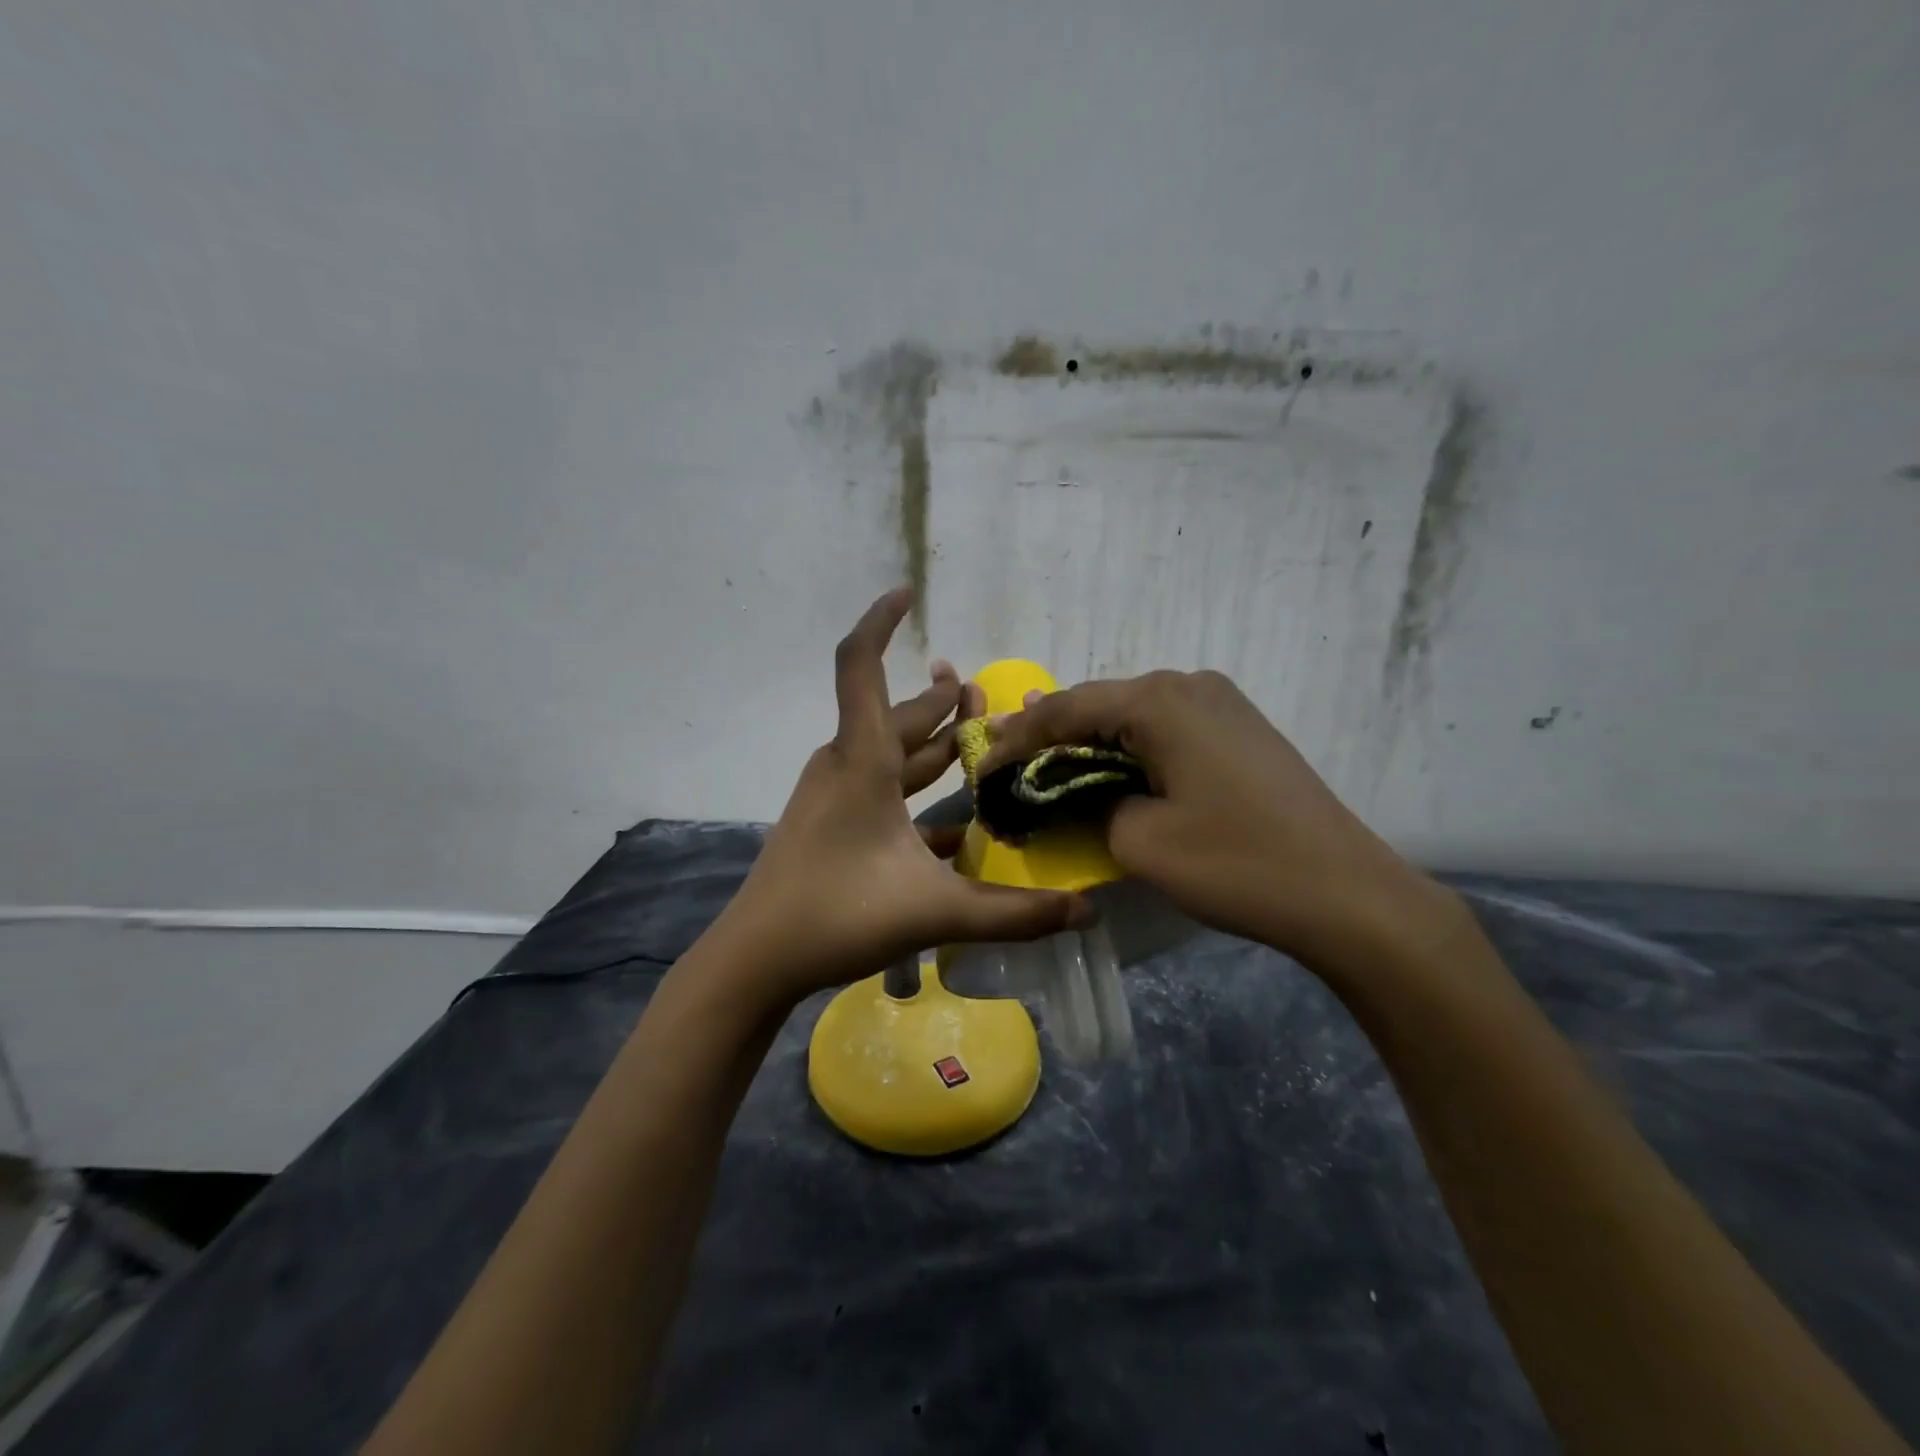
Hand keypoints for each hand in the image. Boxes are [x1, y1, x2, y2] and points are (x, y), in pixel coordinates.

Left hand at [719, 589, 1089, 1008]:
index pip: (859, 665)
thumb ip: (1013, 912)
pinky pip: (879, 792)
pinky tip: (955, 825)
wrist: (756, 959)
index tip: (908, 593)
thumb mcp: (935, 912)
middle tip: (983, 695)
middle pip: (896, 714)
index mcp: (862, 761)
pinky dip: (914, 793)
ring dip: (930, 745)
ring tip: (974, 740)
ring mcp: (833, 795)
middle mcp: (845, 765)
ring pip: (889, 753)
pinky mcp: (830, 823)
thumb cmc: (837, 915)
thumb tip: (1084, 912)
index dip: (880, 621)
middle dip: (940, 701)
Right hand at [977, 669, 1455, 972]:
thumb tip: (1071, 789)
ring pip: (1133, 715)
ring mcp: (1222, 703)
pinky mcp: (1240, 728)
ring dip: (1089, 741)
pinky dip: (1128, 749)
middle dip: (1050, 735)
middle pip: (1100, 703)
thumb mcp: (1140, 839)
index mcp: (1159, 701)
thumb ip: (1088, 802)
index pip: (1066, 709)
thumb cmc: (1235, 863)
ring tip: (1044, 762)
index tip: (981, 767)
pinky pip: (1166, 728)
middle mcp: (1189, 684)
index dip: (1017, 739)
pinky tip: (1107, 766)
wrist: (1346, 893)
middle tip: (1006, 762)